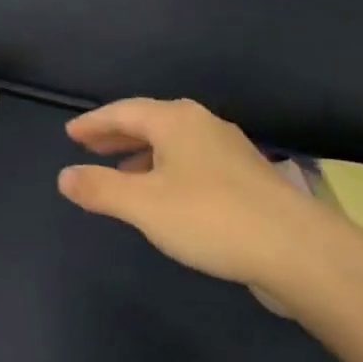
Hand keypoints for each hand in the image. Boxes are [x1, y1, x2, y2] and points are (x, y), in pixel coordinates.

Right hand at [58, 98, 321, 286]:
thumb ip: (99, 188)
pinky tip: (166, 195)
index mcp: (175, 120)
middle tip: (89, 147)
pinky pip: (192, 160)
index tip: (70, 134)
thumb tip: (64, 176)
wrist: (298, 250)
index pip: (122, 111)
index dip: (93, 123)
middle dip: (117, 134)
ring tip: (121, 172)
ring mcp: (229, 149)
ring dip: (142, 153)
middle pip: (149, 122)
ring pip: (173, 142)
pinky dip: (167, 168)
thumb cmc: (210, 217)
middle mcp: (202, 124)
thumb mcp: (142, 205)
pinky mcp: (247, 176)